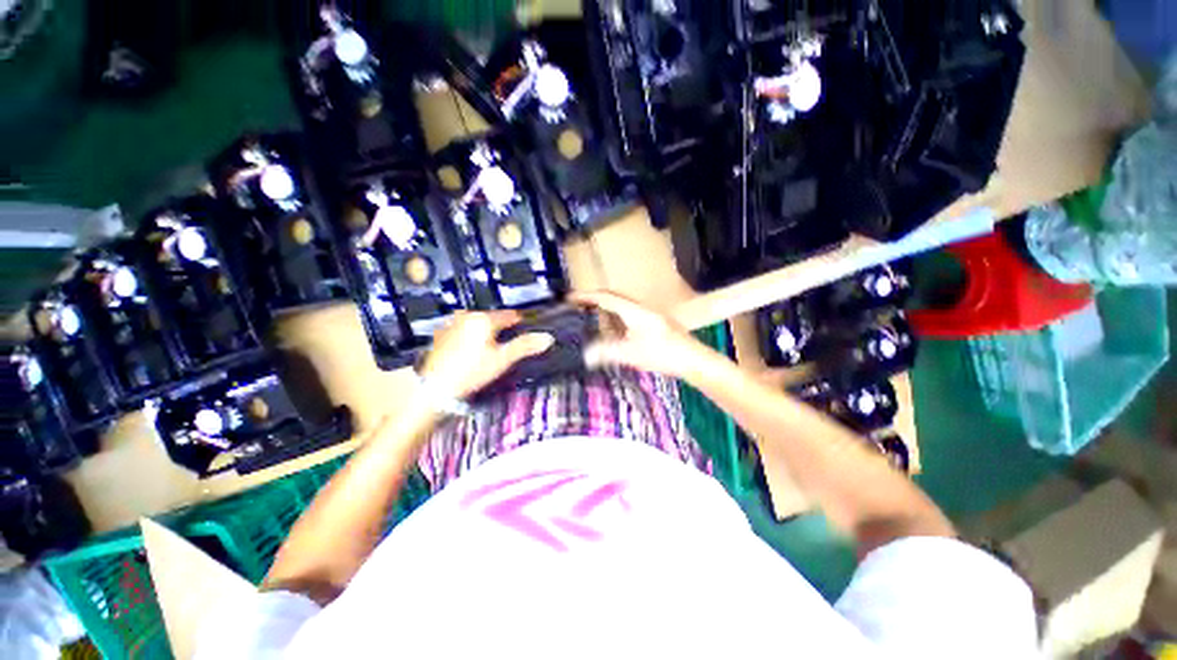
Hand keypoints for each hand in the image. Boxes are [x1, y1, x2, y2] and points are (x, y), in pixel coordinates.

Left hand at [419, 311, 553, 399]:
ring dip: (487, 333)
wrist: (435, 388)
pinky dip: (472, 337)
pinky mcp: (442, 335)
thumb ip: (525, 346)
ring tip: (492, 350)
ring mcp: (452, 324)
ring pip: (478, 324)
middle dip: (503, 329)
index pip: (510, 315)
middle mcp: (467, 315)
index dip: (521, 324)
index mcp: (484, 318)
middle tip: (509, 346)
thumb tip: (548, 337)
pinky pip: (464, 330)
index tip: (528, 333)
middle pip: (494, 318)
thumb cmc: (472, 371)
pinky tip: (472, 352)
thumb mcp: (502, 359)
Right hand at [570, 291, 704, 377]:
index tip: (571, 297)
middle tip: (578, 306)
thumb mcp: (632, 354)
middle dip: (595, 300)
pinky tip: (614, 331)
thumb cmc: (664, 354)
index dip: (587, 296)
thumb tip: (585, 355)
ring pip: (623, 306)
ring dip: (606, 308)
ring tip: (591, 317)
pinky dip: (616, 319)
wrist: (695, 360)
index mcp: (635, 311)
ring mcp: (650, 315)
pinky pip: (629, 315)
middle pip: (614, 298)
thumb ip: (608, 352)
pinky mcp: (655, 324)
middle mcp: (642, 308)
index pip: (606, 297)